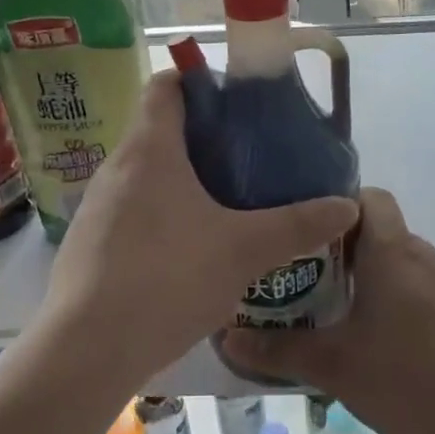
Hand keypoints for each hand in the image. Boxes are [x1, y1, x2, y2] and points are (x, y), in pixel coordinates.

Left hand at [41, 71, 358, 384]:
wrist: (86, 351)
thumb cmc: (167, 278)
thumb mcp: (243, 250)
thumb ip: (297, 225)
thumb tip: (348, 207)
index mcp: (150, 148)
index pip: (166, 84)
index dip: (199, 81)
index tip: (237, 103)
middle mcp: (117, 167)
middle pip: (159, 129)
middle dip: (203, 137)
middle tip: (248, 157)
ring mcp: (96, 207)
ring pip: (145, 174)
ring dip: (182, 179)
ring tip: (225, 203)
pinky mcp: (87, 243)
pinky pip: (130, 210)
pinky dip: (160, 214)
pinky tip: (188, 249)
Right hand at [223, 187, 434, 433]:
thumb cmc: (408, 377)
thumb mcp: (334, 366)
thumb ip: (279, 349)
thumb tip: (227, 337)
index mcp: (390, 250)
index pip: (368, 196)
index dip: (336, 205)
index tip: (304, 230)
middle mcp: (422, 255)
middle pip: (378, 232)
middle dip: (341, 251)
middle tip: (304, 279)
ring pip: (399, 265)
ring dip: (370, 281)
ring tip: (336, 315)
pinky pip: (421, 292)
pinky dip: (398, 304)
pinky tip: (383, 346)